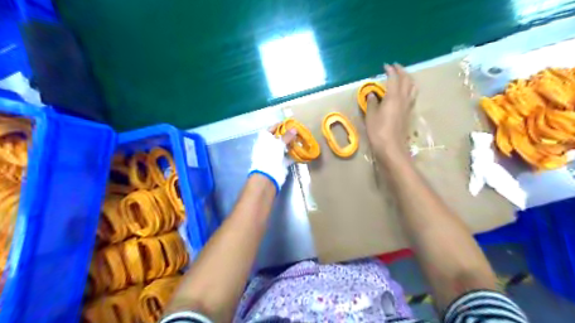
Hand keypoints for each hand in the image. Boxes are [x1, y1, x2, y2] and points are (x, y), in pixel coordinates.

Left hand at [247, 126, 296, 193]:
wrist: (268, 174)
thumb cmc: (270, 154)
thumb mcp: (279, 143)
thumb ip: (287, 136)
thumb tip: (294, 128)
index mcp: (264, 139)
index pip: (271, 128)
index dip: (280, 125)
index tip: (290, 123)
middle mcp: (268, 146)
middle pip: (279, 138)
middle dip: (288, 135)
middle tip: (298, 132)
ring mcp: (274, 155)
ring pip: (284, 147)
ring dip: (292, 144)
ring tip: (301, 140)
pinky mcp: (280, 163)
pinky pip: (288, 157)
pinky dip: (294, 154)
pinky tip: (302, 151)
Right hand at [368, 64, 418, 159]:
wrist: (391, 147)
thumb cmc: (378, 131)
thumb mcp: (371, 116)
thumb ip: (372, 103)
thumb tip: (372, 94)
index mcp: (393, 97)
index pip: (394, 78)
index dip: (390, 70)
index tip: (385, 66)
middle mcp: (404, 99)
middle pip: (407, 80)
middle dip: (402, 71)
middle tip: (395, 67)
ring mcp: (408, 107)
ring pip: (413, 88)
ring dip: (408, 79)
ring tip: (402, 77)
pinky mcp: (409, 114)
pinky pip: (412, 96)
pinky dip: (409, 89)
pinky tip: (404, 93)